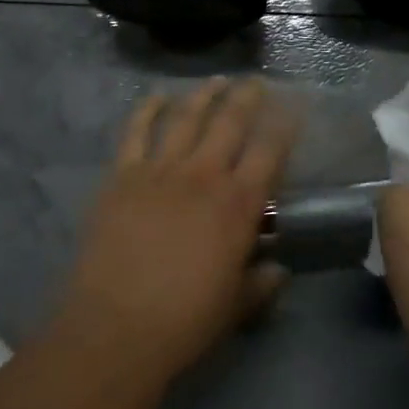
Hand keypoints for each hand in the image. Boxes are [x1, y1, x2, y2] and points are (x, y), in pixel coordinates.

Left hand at [52, 78, 293, 384]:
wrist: (116, 328)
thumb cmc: (184, 321)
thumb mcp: (235, 306)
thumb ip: (261, 283)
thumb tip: (279, 270)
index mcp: (238, 204)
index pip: (270, 151)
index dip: (284, 124)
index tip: (292, 106)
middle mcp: (204, 175)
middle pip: (230, 121)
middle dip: (247, 97)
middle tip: (254, 82)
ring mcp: (161, 170)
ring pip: (187, 117)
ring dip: (204, 94)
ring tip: (216, 80)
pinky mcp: (123, 175)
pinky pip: (136, 131)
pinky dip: (147, 109)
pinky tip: (157, 97)